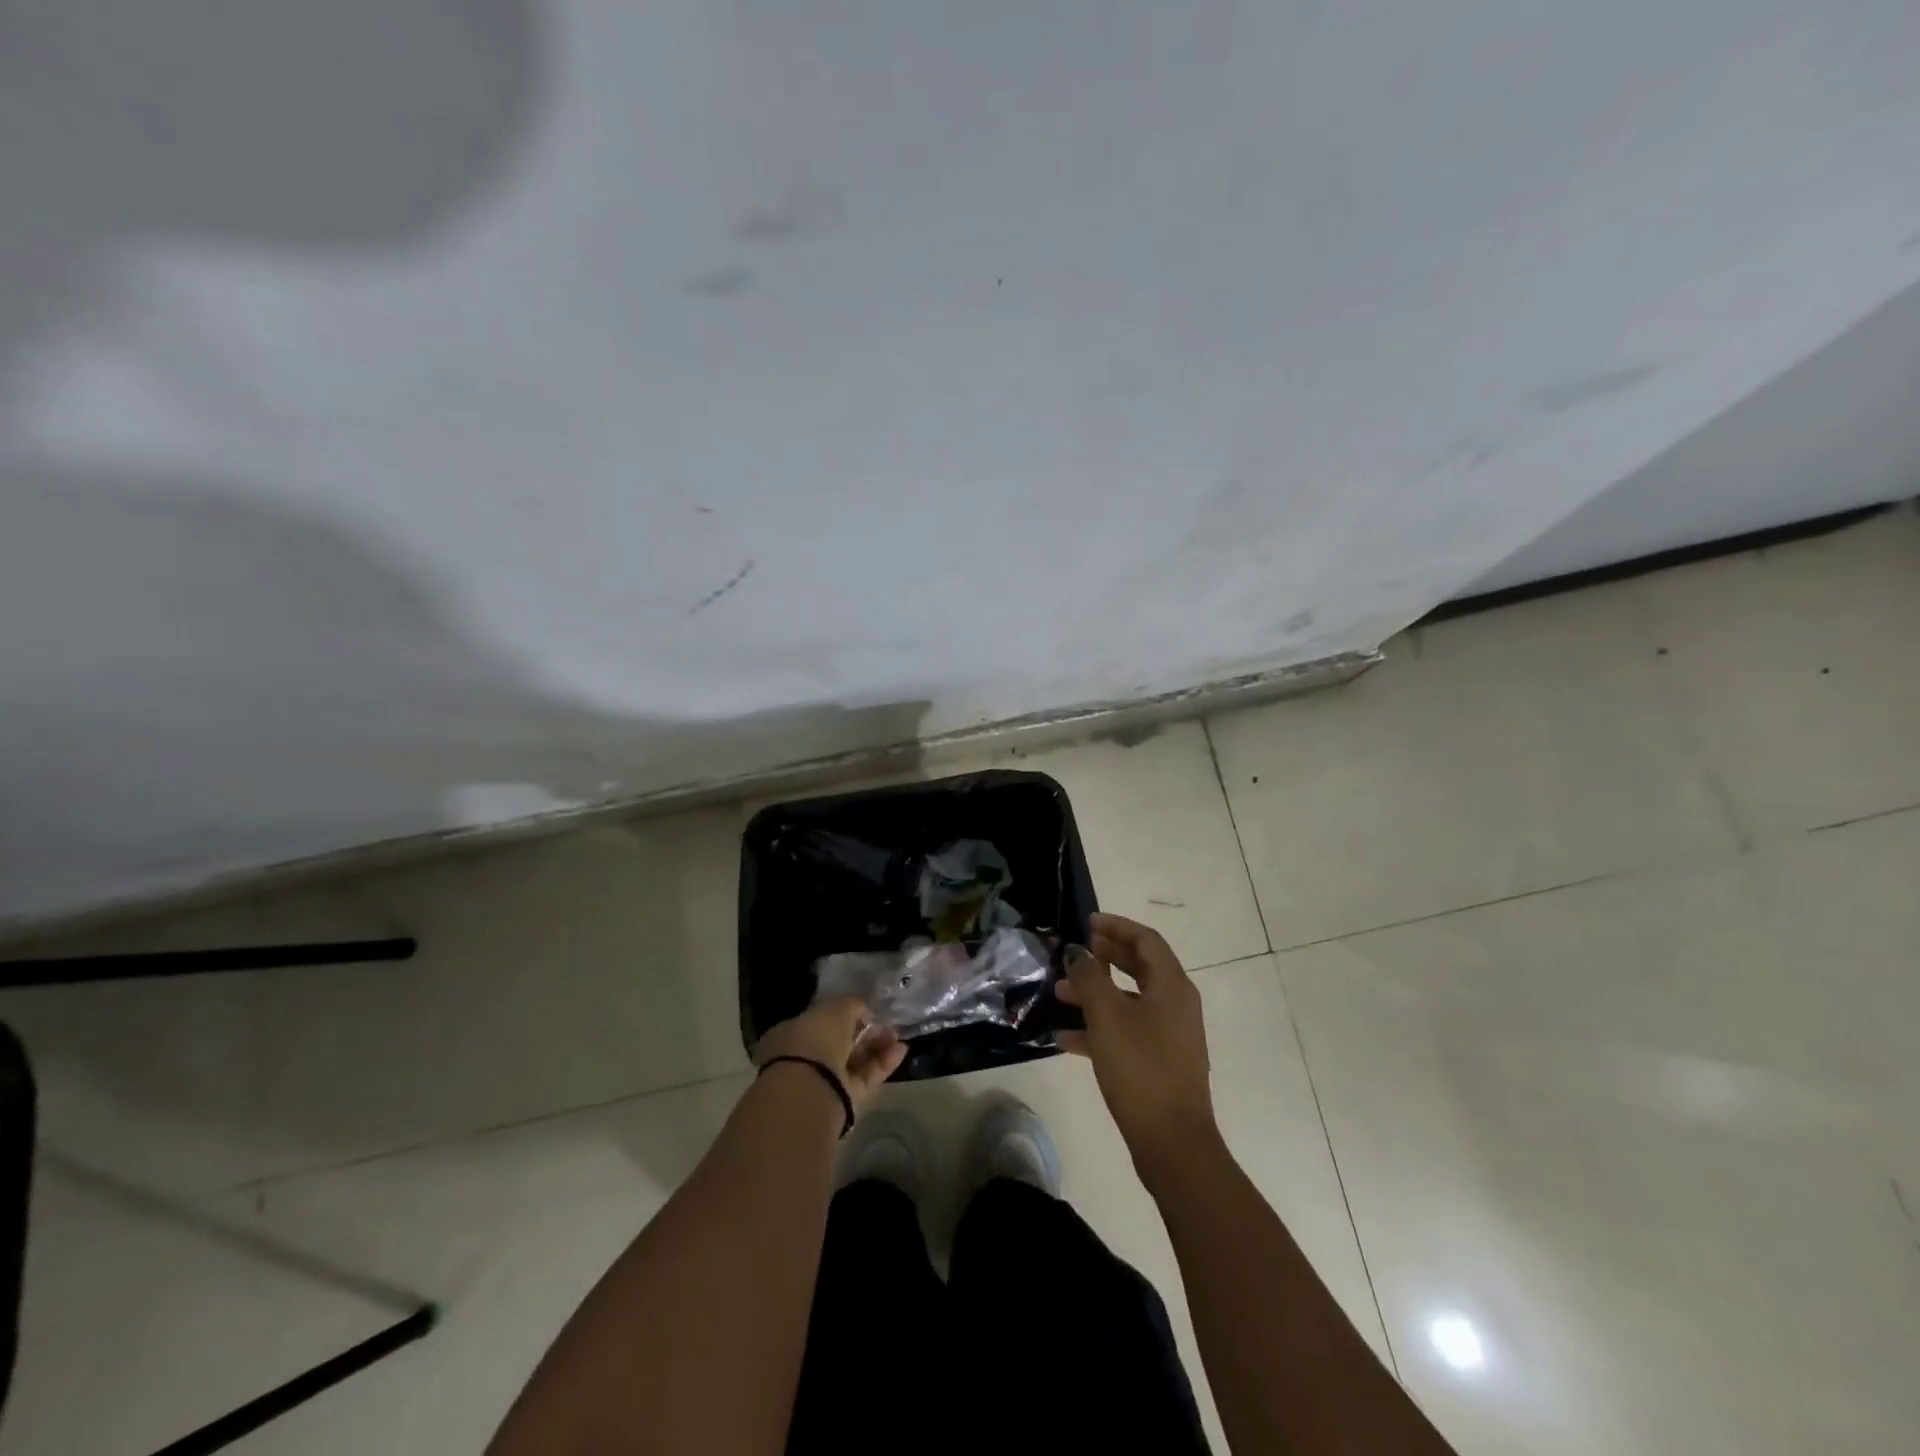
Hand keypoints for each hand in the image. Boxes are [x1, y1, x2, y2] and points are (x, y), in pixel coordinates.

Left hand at [754, 995, 905, 1118]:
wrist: (809, 1090)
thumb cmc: (815, 1039)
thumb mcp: (836, 1008)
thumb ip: (852, 1005)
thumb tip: (864, 1008)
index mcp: (792, 1032)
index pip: (821, 1020)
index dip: (845, 1014)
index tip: (867, 1010)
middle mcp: (804, 1057)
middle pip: (841, 1042)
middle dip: (865, 1032)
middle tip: (887, 1024)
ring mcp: (822, 1081)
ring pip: (854, 1061)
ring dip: (877, 1047)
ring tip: (898, 1037)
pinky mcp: (841, 1100)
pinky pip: (864, 1078)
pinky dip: (882, 1064)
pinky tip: (901, 1051)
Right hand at [1055, 913, 1215, 1165]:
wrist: (1172, 1143)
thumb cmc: (1140, 1068)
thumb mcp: (1107, 1016)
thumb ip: (1089, 977)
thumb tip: (1077, 951)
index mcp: (1172, 986)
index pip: (1146, 940)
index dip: (1117, 926)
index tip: (1087, 922)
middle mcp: (1175, 1004)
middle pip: (1140, 967)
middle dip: (1105, 957)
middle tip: (1076, 952)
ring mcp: (1170, 1035)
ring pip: (1129, 1000)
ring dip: (1096, 993)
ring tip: (1059, 993)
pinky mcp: (1159, 1062)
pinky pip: (1127, 1031)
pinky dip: (1099, 1027)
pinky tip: (1065, 1038)